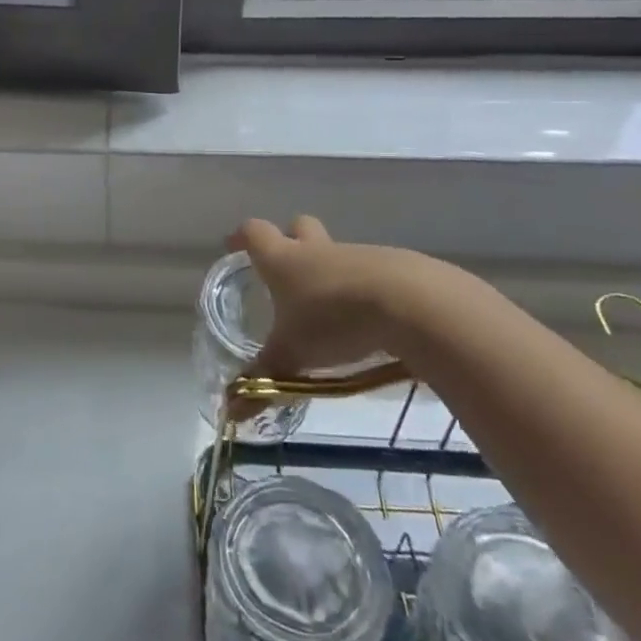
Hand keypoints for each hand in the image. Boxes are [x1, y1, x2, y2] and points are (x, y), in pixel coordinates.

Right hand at [229, 215, 479, 380]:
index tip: (234, 244)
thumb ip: (263, 379)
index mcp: (284, 260)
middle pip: (299, 228)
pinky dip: (365, 291)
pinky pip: (372, 273)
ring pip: (337, 254)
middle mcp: (318, 249)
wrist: (411, 304)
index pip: (255, 233)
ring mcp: (359, 255)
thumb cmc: (334, 320)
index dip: (242, 238)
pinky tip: (371, 320)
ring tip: (331, 311)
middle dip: (291, 241)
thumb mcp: (293, 356)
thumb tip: (229, 412)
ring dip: (331, 273)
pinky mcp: (396, 268)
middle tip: (287, 269)